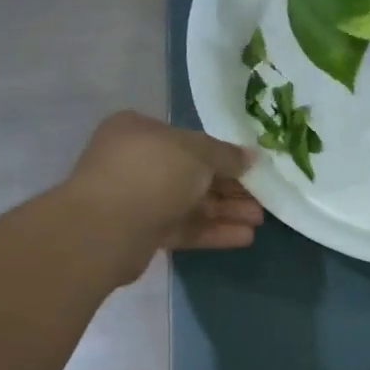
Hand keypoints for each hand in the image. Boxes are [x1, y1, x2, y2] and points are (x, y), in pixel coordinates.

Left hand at [63, 111, 263, 282]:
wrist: (107, 228)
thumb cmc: (153, 172)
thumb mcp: (198, 153)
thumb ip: (226, 155)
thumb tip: (249, 157)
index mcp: (140, 131)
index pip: (188, 140)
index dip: (222, 154)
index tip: (251, 167)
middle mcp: (136, 162)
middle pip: (192, 174)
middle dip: (229, 188)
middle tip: (262, 199)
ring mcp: (137, 200)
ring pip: (190, 204)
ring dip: (225, 212)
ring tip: (259, 221)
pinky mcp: (142, 234)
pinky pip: (183, 228)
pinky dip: (212, 232)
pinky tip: (243, 238)